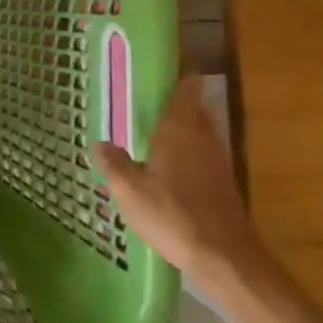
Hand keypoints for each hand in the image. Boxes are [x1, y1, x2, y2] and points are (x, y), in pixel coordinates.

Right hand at [93, 74, 265, 291]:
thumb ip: (113, 163)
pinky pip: (200, 154)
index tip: (161, 66)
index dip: (177, 75)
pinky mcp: (221, 183)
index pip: (184, 90)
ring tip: (151, 129)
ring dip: (180, 127)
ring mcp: (216, 161)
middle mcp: (201, 137)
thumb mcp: (129, 190)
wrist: (223, 256)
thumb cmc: (172, 214)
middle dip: (175, 101)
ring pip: (198, 132)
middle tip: (146, 97)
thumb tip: (99, 142)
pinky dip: (185, 152)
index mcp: (178, 130)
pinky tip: (166, 165)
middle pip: (193, 108)